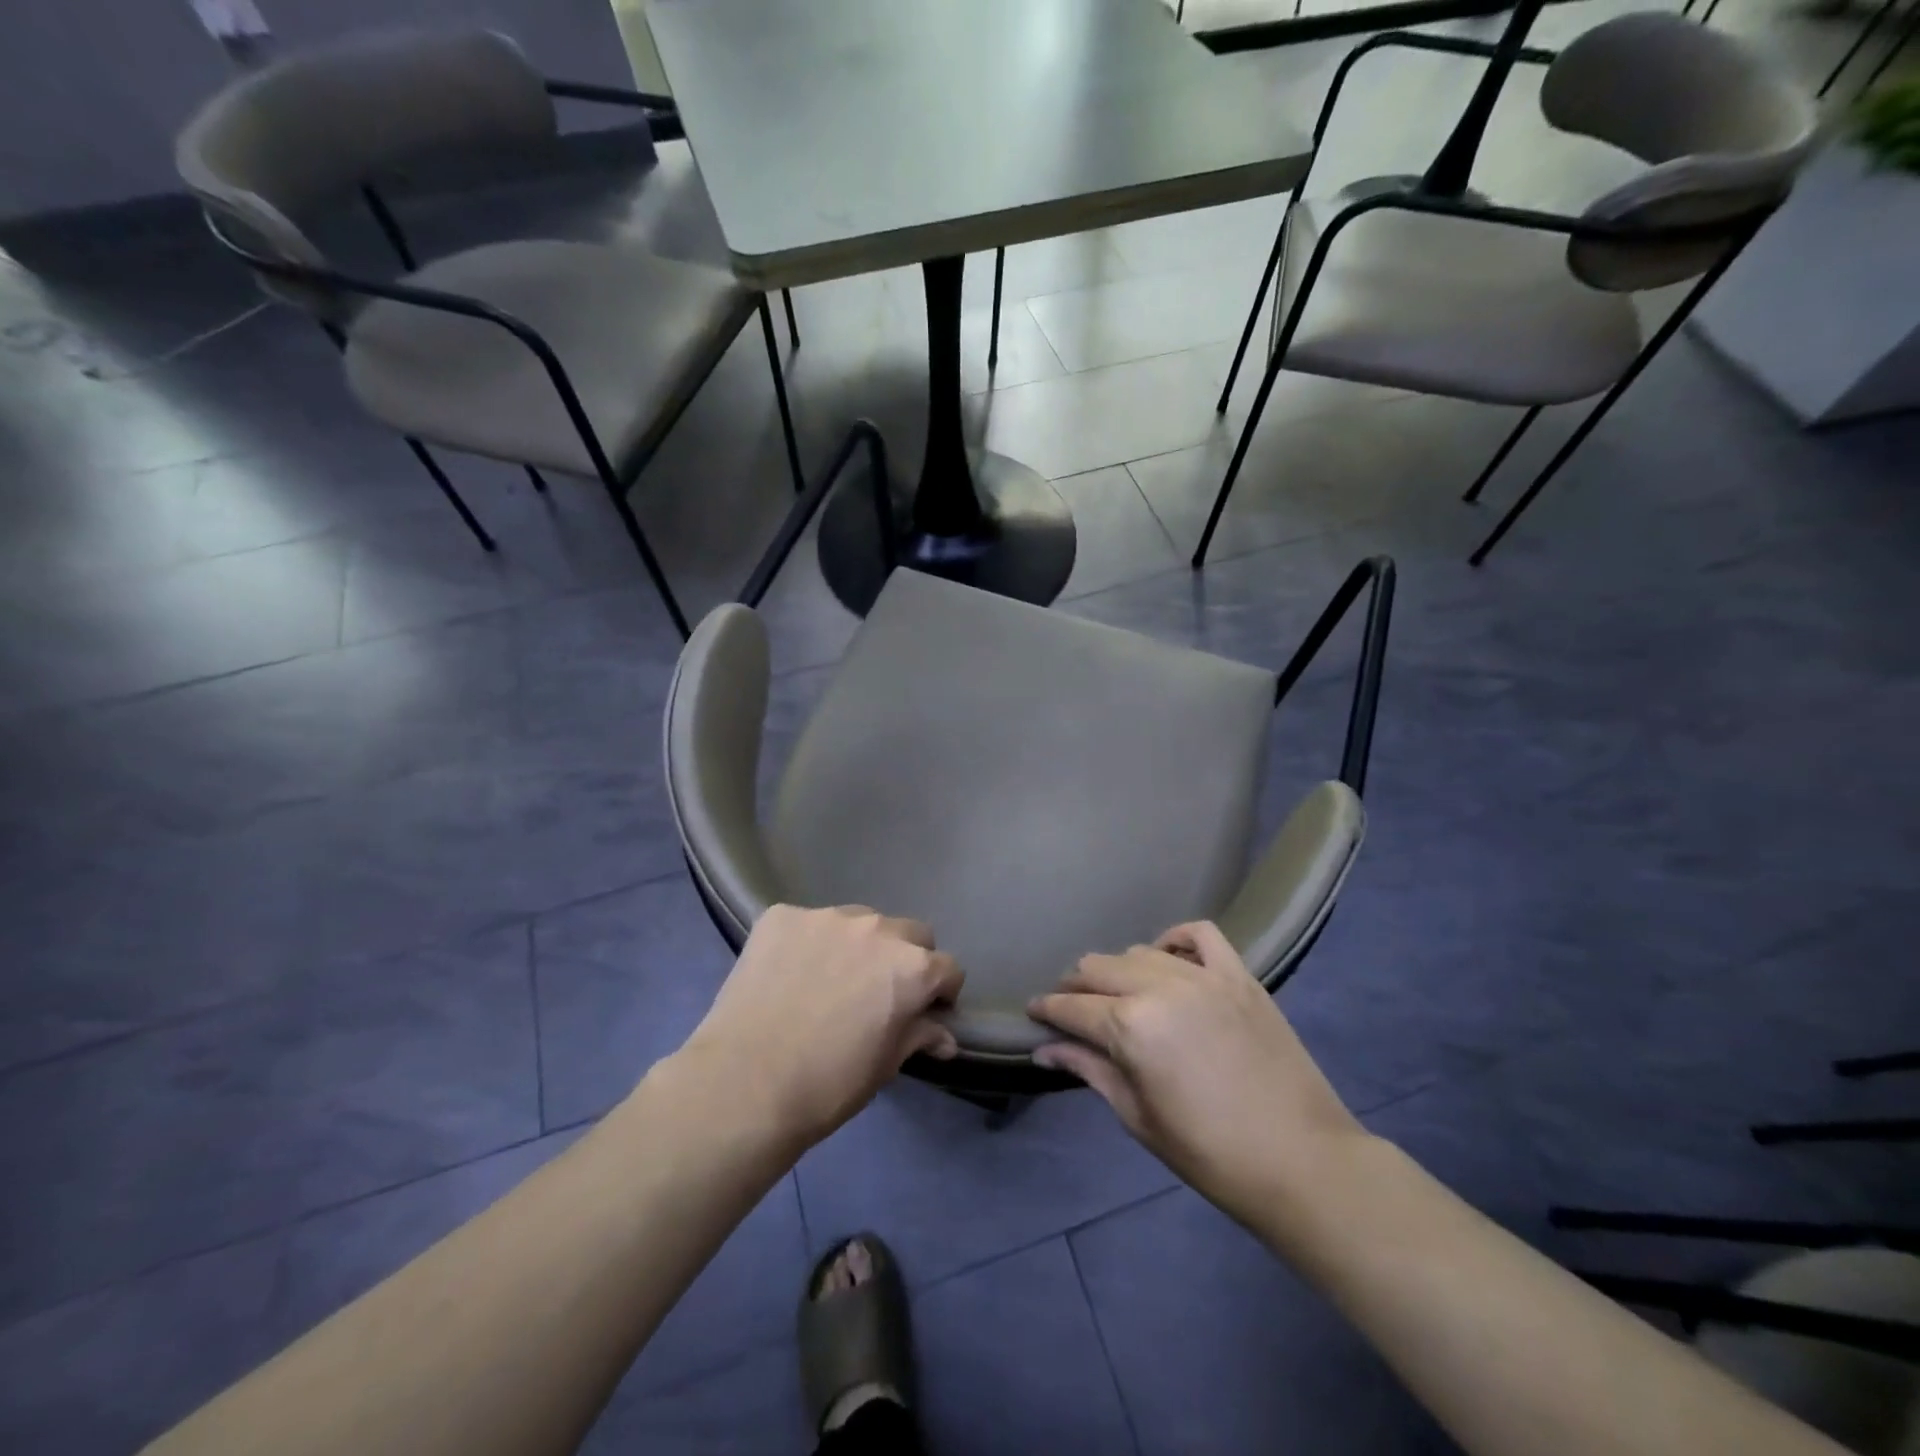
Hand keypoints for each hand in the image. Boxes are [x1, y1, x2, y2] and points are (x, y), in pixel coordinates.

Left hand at [675, 904, 963, 1149]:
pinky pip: (808, 924)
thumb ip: (918, 1036)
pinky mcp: (782, 916)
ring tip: (829, 979)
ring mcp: (827, 916)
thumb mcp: (884, 1066)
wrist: (744, 1082)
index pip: (948, 968)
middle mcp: (877, 928)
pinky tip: (789, 974)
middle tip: (879, 992)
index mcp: (912, 967)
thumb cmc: (827, 1084)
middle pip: (910, 933)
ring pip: (859, 922)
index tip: (926, 1011)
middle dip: (905, 959)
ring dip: (857, 945)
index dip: (941, 992)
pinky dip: (808, 943)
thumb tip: (943, 1036)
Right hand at [1029, 922, 1361, 1214]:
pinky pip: (1199, 934)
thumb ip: (1089, 1070)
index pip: (1072, 1007)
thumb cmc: (1210, 1153)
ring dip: (1118, 970)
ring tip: (1118, 993)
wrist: (1303, 1161)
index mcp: (1130, 1026)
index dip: (1046, 1010)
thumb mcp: (1138, 1117)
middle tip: (1071, 1009)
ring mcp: (1203, 975)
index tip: (1033, 1011)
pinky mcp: (1239, 975)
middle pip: (1098, 968)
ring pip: (1139, 951)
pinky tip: (1167, 957)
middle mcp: (1160, 987)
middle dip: (1075, 987)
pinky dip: (1175, 939)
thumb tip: (1044, 1049)